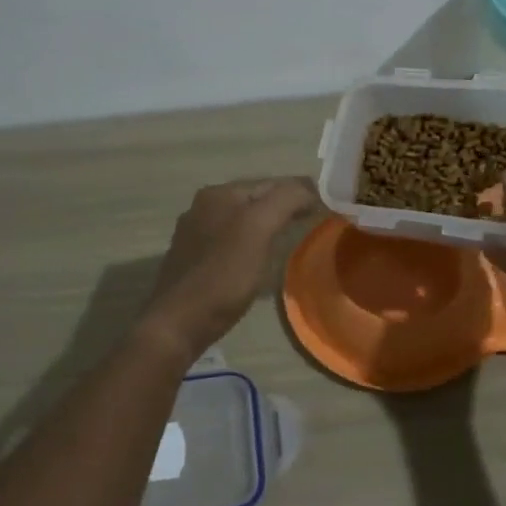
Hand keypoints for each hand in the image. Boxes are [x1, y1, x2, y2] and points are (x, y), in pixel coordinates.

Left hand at [139, 177, 319, 357]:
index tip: (326, 207)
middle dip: (283, 206)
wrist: (178, 323)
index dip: (301, 192)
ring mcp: (194, 234)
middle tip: (312, 221)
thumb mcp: (259, 229)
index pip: (271, 183)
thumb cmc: (223, 275)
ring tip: (290, 238)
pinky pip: (230, 242)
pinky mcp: (192, 260)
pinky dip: (250, 244)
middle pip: (255, 200)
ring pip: (241, 221)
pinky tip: (258, 258)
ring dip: (266, 225)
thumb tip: (310, 188)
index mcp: (219, 194)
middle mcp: (203, 206)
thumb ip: (286, 200)